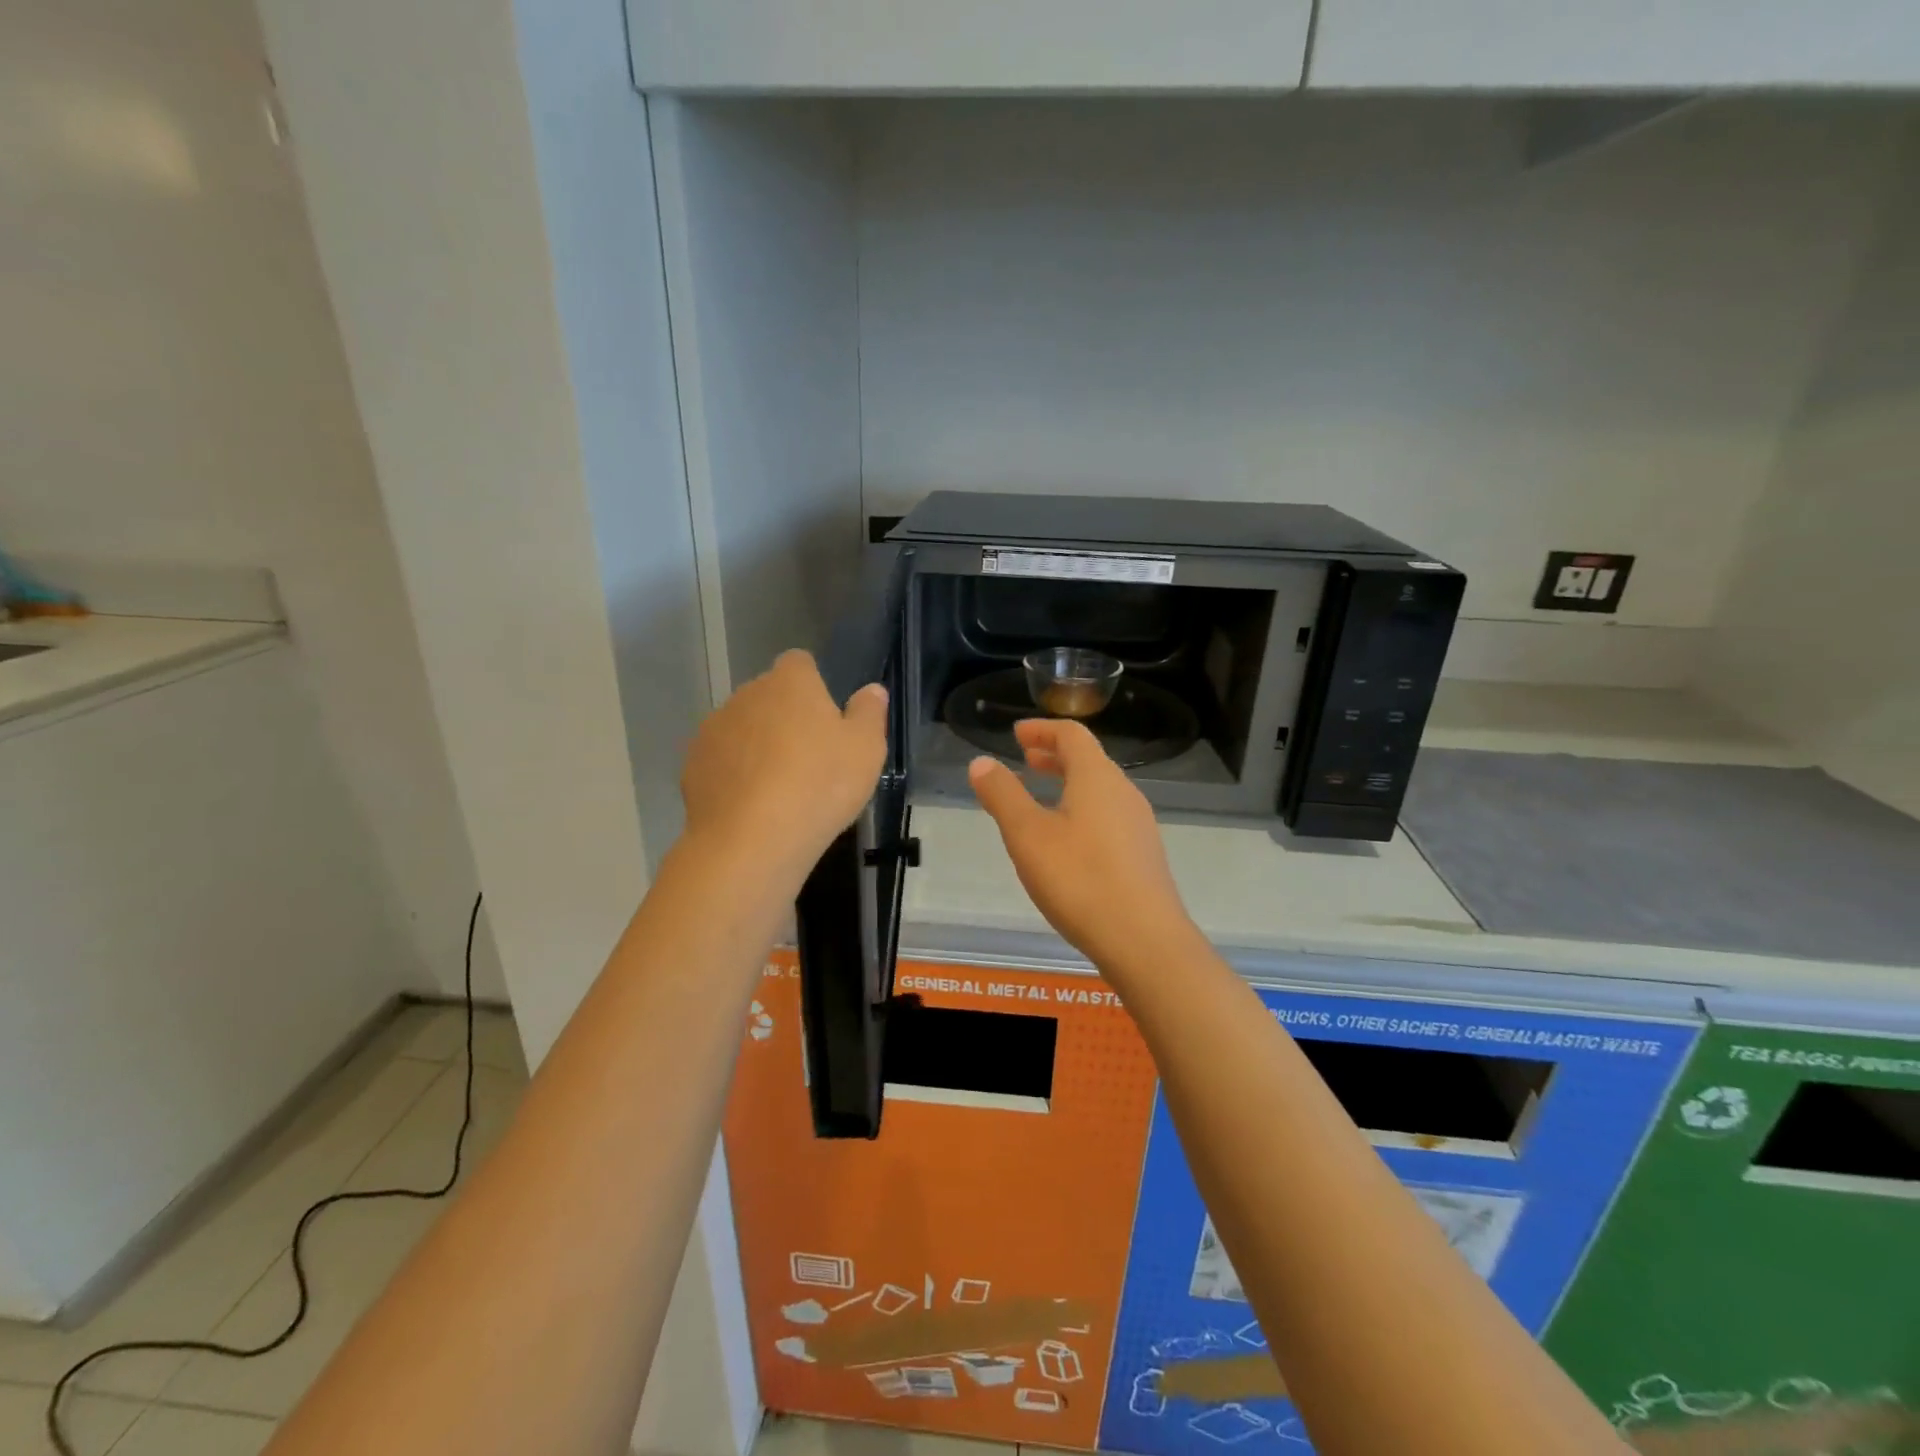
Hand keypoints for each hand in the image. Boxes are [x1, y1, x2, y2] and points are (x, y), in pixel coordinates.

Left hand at [681, 650, 887, 882]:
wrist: (751, 841)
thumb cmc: (820, 785)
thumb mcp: (866, 750)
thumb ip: (869, 713)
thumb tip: (871, 690)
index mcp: (790, 682)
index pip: (800, 663)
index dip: (814, 685)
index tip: (828, 719)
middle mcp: (746, 694)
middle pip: (770, 696)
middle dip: (786, 717)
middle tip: (811, 759)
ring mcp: (714, 729)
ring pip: (743, 728)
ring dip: (758, 745)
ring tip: (780, 788)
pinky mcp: (693, 765)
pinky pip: (722, 761)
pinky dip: (735, 775)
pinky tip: (752, 806)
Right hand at [967, 719, 1198, 977]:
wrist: (1143, 940)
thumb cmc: (1080, 879)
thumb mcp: (1027, 835)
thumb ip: (1003, 795)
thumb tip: (981, 762)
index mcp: (1097, 777)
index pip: (1071, 735)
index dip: (1042, 729)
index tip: (1017, 734)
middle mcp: (1123, 792)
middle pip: (1088, 760)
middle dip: (1054, 755)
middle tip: (1025, 759)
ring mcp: (1138, 824)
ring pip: (1099, 789)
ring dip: (1068, 783)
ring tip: (1040, 799)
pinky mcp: (1142, 854)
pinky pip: (1108, 815)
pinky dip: (1082, 809)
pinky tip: (1067, 841)